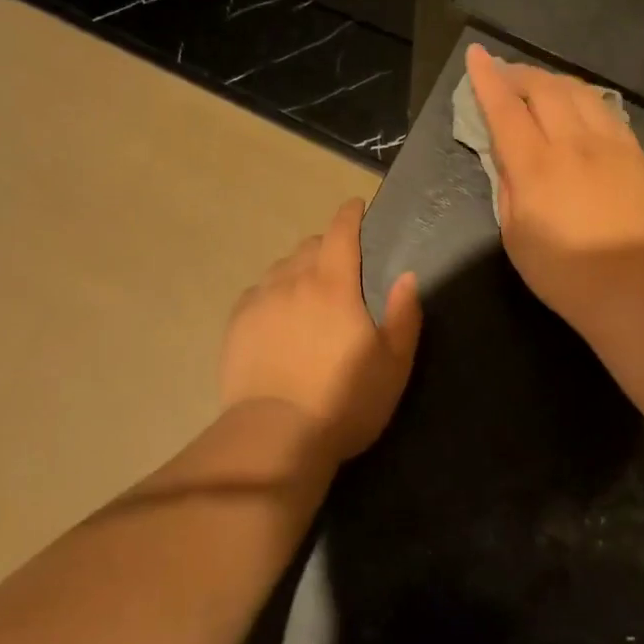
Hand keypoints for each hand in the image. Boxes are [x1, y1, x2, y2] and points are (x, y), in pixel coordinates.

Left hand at [220, 198, 421, 463]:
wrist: (275, 436)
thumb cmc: (343, 401)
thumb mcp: (393, 365)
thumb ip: (405, 315)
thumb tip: (407, 275)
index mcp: (334, 284)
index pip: (341, 231)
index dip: (350, 214)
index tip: (356, 207)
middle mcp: (293, 280)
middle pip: (310, 246)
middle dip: (327, 247)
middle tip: (340, 269)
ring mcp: (260, 300)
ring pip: (281, 268)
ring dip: (298, 270)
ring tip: (307, 294)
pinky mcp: (237, 323)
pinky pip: (258, 292)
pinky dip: (272, 293)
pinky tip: (277, 316)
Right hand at [465, 44, 643, 328]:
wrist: (632, 284)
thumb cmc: (561, 270)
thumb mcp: (514, 234)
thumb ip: (507, 186)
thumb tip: (505, 156)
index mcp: (535, 166)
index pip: (505, 108)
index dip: (487, 79)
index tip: (476, 54)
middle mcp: (572, 143)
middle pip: (543, 88)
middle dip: (518, 73)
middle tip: (503, 73)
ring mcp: (608, 144)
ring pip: (578, 91)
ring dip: (551, 80)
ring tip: (537, 85)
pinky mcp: (634, 152)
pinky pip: (605, 109)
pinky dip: (582, 97)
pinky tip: (576, 103)